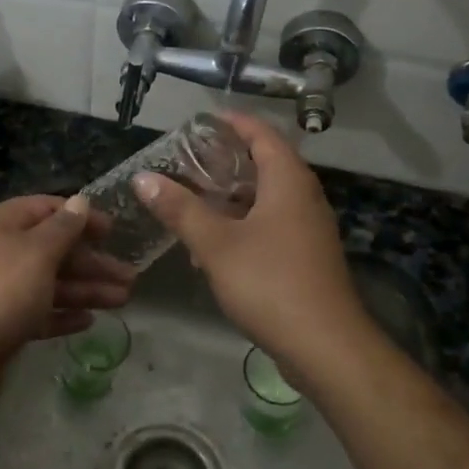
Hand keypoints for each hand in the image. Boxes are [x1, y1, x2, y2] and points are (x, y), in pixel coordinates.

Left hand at [0, 195, 134, 366]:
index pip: (47, 208)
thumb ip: (64, 227)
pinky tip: (89, 321)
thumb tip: (81, 201)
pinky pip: (40, 311)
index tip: (114, 231)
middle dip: (92, 262)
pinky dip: (64, 313)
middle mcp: (0, 250)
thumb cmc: (2, 290)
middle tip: (130, 276)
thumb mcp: (38, 251)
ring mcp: (0, 287)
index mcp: (2, 223)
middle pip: (54, 249)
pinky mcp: (3, 321)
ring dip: (86, 289)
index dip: (82, 217)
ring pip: (51, 282)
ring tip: (124, 299)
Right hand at [132, 112, 372, 383]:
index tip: (201, 122)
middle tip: (188, 160)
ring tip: (194, 199)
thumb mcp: (215, 244)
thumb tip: (143, 178)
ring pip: (267, 198)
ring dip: (232, 195)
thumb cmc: (270, 283)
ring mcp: (308, 229)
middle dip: (227, 160)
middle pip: (266, 164)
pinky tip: (213, 245)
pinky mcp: (306, 257)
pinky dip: (243, 223)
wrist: (326, 347)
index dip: (233, 123)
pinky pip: (271, 225)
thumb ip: (179, 209)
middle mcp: (304, 198)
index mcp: (288, 181)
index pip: (262, 134)